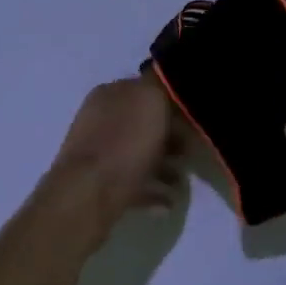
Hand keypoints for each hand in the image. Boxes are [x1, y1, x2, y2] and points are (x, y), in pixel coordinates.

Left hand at [48, 77, 185, 242]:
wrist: (90, 193)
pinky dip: (152, 191)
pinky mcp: (99, 184)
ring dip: (164, 167)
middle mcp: (100, 119)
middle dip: (170, 138)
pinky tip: (168, 202)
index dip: (173, 102)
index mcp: (110, 94)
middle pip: (143, 124)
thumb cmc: (125, 142)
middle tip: (190, 152)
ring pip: (138, 154)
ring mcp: (98, 153)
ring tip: (180, 182)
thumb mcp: (150, 99)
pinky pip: (133, 183)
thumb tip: (165, 82)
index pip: (146, 89)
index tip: (195, 118)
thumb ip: (160, 85)